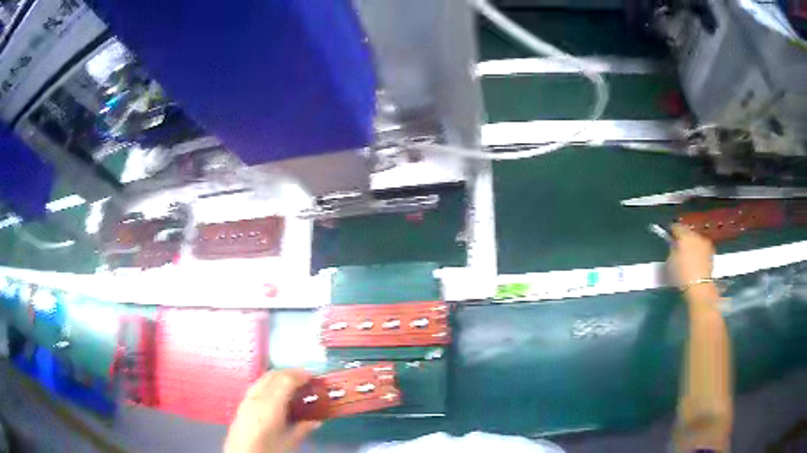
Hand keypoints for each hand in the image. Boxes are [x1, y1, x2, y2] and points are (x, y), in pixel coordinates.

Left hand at [224, 370, 320, 452]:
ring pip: (263, 379)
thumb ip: (303, 428)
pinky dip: (269, 384)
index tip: (313, 376)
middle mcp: (255, 398)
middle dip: (290, 373)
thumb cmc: (268, 450)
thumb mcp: (290, 442)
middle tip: (305, 378)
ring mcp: (245, 399)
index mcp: (269, 406)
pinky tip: (276, 394)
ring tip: (292, 384)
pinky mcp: (241, 405)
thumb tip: (316, 421)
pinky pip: (257, 387)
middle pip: (272, 375)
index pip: (285, 380)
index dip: (300, 375)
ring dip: (278, 377)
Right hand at [668, 224, 714, 288]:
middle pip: (688, 232)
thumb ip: (672, 250)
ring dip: (692, 244)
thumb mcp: (670, 263)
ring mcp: (705, 243)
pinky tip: (696, 260)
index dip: (671, 230)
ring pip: (696, 239)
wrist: (700, 288)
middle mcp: (696, 235)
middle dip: (683, 237)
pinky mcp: (711, 252)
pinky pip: (702, 247)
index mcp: (684, 235)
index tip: (669, 235)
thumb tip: (674, 245)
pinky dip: (698, 250)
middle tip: (679, 246)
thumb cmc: (682, 276)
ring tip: (688, 254)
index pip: (676, 227)